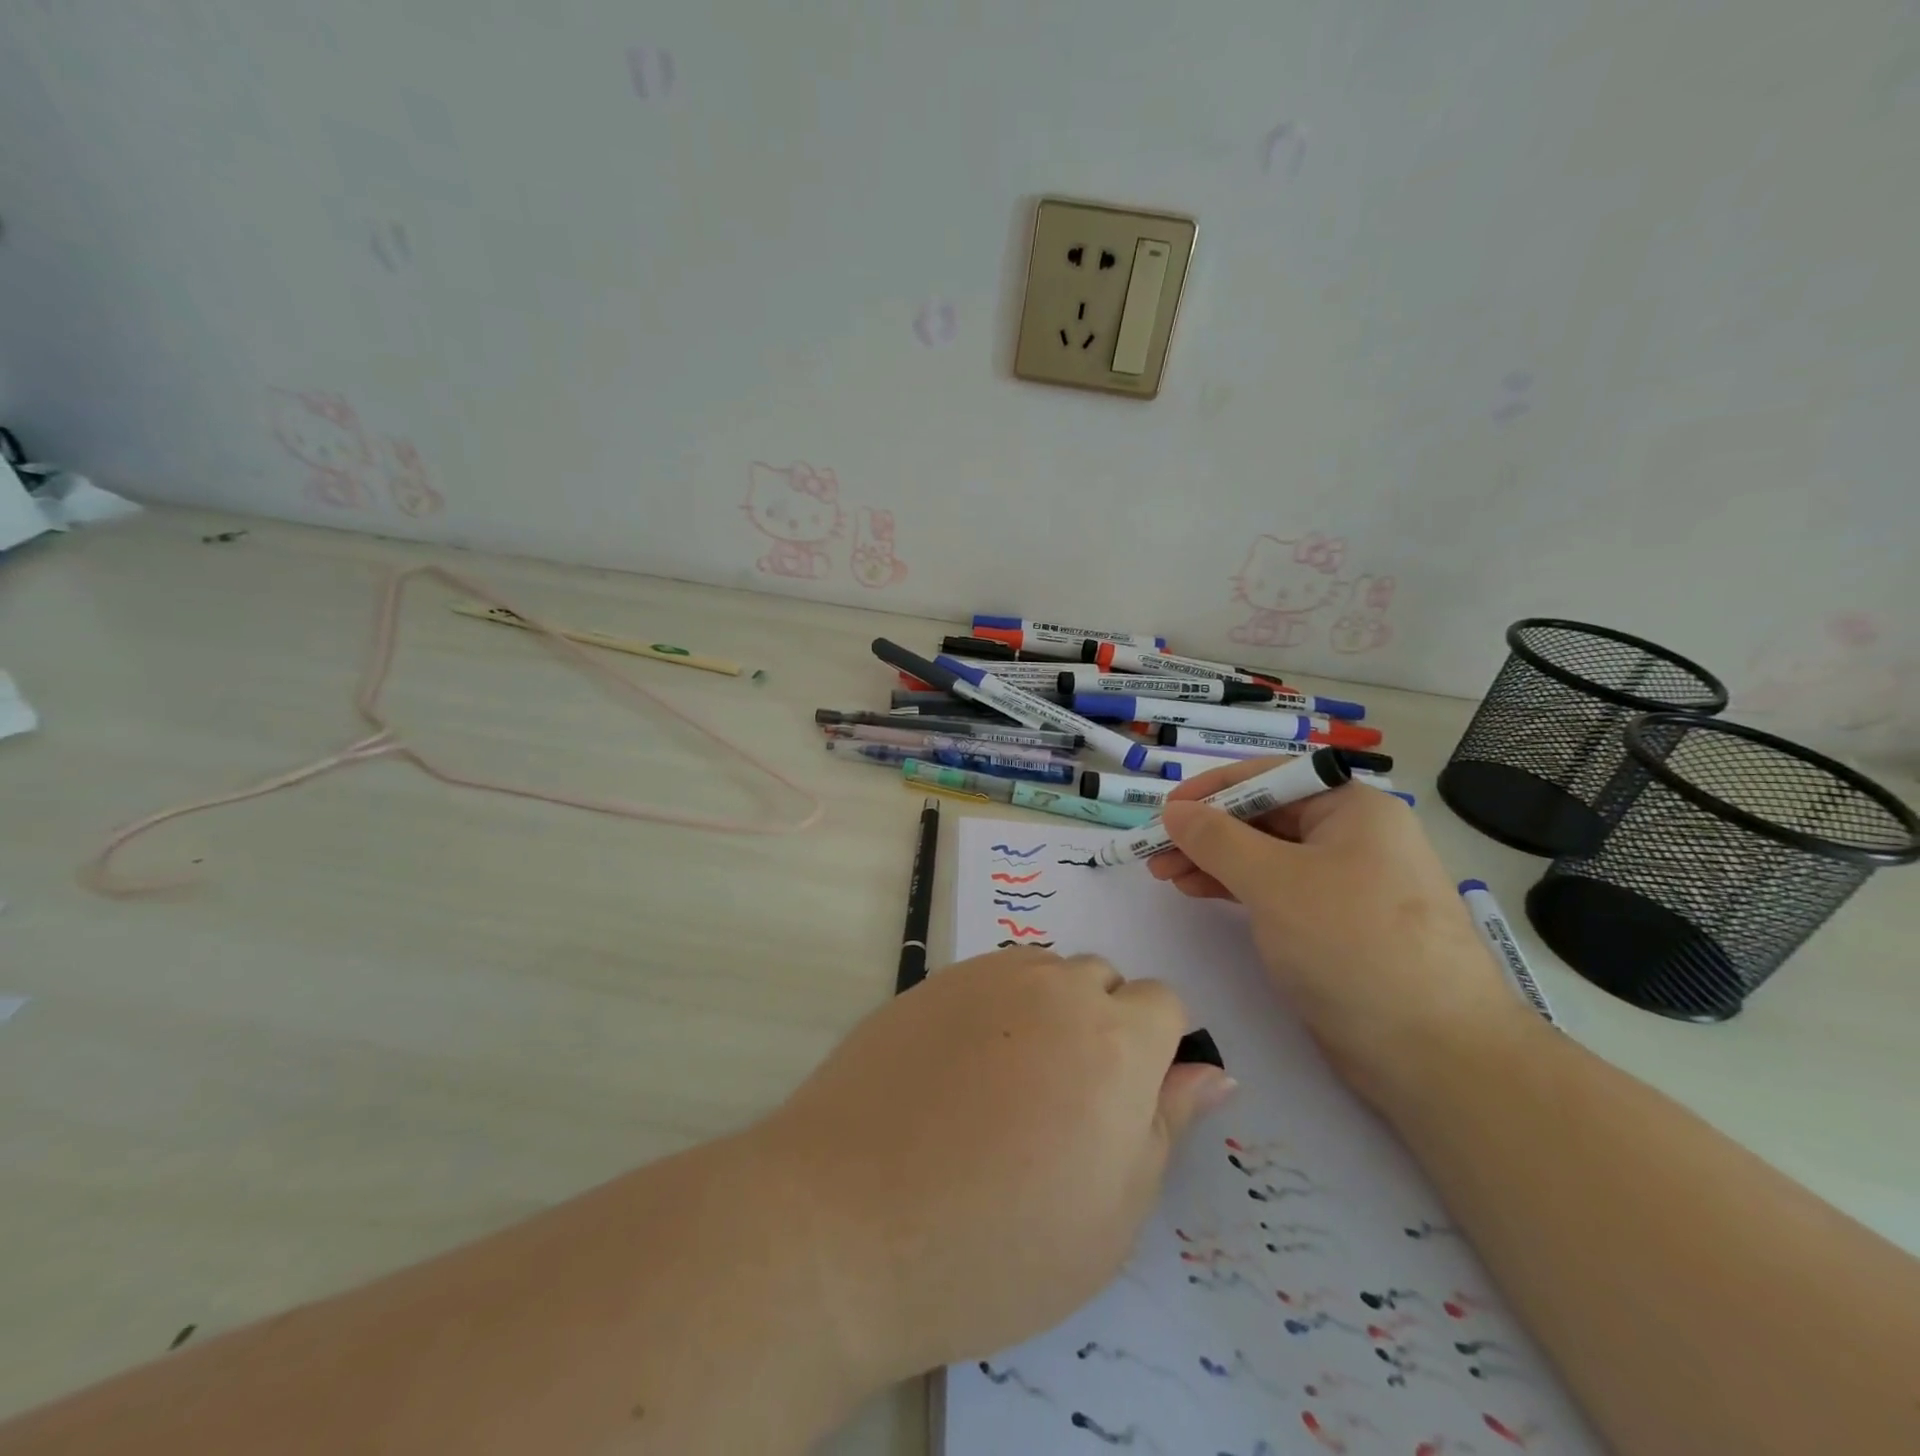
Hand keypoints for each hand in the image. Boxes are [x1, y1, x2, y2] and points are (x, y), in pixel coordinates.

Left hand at [756, 948, 1235, 1390]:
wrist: (848, 1221)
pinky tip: (961, 1070)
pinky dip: (996, 1008)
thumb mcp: (1112, 1213)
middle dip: (1103, 1026)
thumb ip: (1167, 1124)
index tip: (1128, 1101)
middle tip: (1065, 1103)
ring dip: (1049, 1012)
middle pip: (1103, 981)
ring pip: (1045, 973)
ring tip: (1010, 1086)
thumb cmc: (997, 1242)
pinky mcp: (931, 981)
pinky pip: (990, 977)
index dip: (1157, 1049)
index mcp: (1114, 1039)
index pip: (1164, 1003)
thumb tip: (1211, 1071)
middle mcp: (1054, 987)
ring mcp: (986, 977)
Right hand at [1152, 760, 1525, 1106]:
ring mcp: (1347, 882)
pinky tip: (1201, 892)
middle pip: (1264, 817)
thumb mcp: (1274, 882)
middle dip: (1206, 832)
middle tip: (1155, 854)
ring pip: (1266, 856)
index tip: (1164, 812)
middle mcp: (1353, 836)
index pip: (1269, 778)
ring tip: (1166, 876)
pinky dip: (1236, 888)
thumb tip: (1174, 810)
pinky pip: (1277, 889)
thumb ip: (1216, 839)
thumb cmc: (1352, 945)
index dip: (1211, 791)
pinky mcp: (1338, 924)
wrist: (1435, 1053)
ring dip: (1214, 861)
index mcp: (1351, 808)